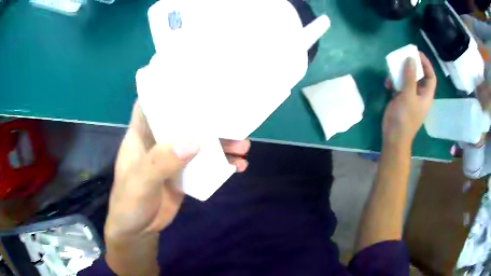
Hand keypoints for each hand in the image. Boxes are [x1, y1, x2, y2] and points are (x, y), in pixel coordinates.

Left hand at [105, 102, 249, 238]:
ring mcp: (173, 158)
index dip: (169, 90)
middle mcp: (158, 141)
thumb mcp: (141, 181)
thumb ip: (161, 162)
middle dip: (208, 118)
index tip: (193, 81)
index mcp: (142, 134)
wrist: (138, 230)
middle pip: (184, 121)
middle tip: (233, 118)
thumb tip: (194, 140)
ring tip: (244, 146)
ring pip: (199, 143)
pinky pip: (205, 164)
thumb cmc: (129, 202)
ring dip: (221, 143)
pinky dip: (221, 164)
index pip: (153, 103)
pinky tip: (237, 166)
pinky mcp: (184, 174)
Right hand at [382, 52, 436, 147]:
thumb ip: (410, 77)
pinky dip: (394, 81)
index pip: (431, 76)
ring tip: (393, 68)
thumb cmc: (405, 118)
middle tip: (403, 56)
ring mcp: (409, 96)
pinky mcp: (400, 99)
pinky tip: (388, 83)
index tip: (417, 53)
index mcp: (426, 95)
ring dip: (401, 72)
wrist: (393, 136)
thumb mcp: (408, 96)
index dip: (426, 64)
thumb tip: (411, 58)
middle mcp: (419, 94)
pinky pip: (399, 85)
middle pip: (419, 76)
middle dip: (412, 65)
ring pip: (408, 79)